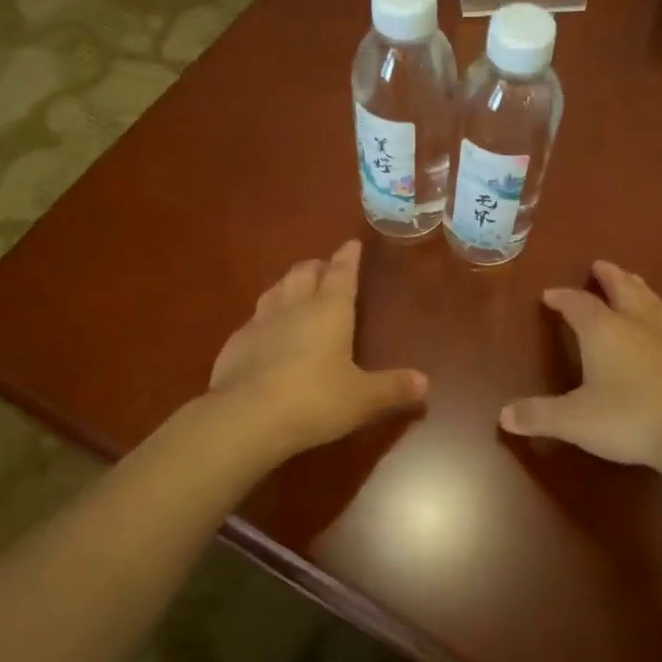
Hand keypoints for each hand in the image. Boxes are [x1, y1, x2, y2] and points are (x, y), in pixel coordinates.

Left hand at [209, 240, 426, 462]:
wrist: (245, 417)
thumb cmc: (314, 400)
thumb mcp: (362, 399)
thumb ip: (393, 388)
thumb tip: (425, 382)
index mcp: (329, 310)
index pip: (342, 273)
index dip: (348, 257)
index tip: (351, 244)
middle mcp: (294, 306)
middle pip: (305, 273)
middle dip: (318, 266)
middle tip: (327, 268)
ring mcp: (260, 321)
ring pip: (277, 289)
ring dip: (290, 284)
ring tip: (297, 289)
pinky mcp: (236, 342)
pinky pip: (255, 318)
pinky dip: (266, 315)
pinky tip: (267, 330)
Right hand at [500, 260, 661, 477]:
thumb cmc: (629, 418)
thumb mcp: (574, 420)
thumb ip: (539, 415)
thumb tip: (503, 415)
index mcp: (603, 331)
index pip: (577, 305)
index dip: (562, 298)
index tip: (550, 294)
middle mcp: (635, 324)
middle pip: (621, 289)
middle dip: (608, 277)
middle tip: (599, 265)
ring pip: (649, 301)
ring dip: (636, 287)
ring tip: (632, 280)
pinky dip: (657, 312)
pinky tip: (660, 323)